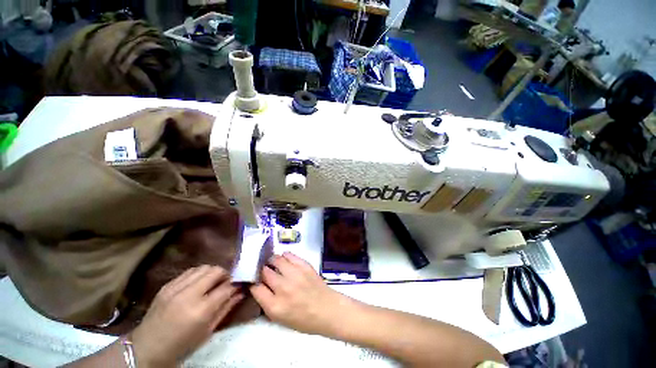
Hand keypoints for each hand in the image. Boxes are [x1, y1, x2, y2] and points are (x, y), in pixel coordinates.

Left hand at [130, 265, 243, 366]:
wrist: (146, 348)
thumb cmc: (181, 346)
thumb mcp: (207, 331)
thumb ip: (226, 309)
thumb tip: (241, 292)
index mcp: (200, 311)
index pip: (226, 287)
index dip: (236, 283)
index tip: (240, 284)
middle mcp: (188, 295)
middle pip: (215, 271)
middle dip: (225, 274)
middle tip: (227, 282)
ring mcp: (175, 288)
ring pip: (203, 267)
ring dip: (212, 273)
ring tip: (213, 283)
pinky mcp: (167, 285)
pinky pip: (190, 271)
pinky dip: (199, 275)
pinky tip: (198, 284)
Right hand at [250, 252, 355, 335]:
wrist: (327, 309)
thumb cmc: (303, 319)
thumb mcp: (280, 319)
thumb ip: (268, 303)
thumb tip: (260, 287)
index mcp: (275, 306)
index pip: (256, 289)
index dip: (253, 284)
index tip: (255, 281)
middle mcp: (283, 288)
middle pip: (264, 272)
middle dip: (262, 270)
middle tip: (264, 270)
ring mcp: (294, 274)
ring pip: (276, 260)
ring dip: (272, 261)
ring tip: (272, 262)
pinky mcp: (304, 265)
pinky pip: (289, 255)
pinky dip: (284, 256)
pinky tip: (284, 259)